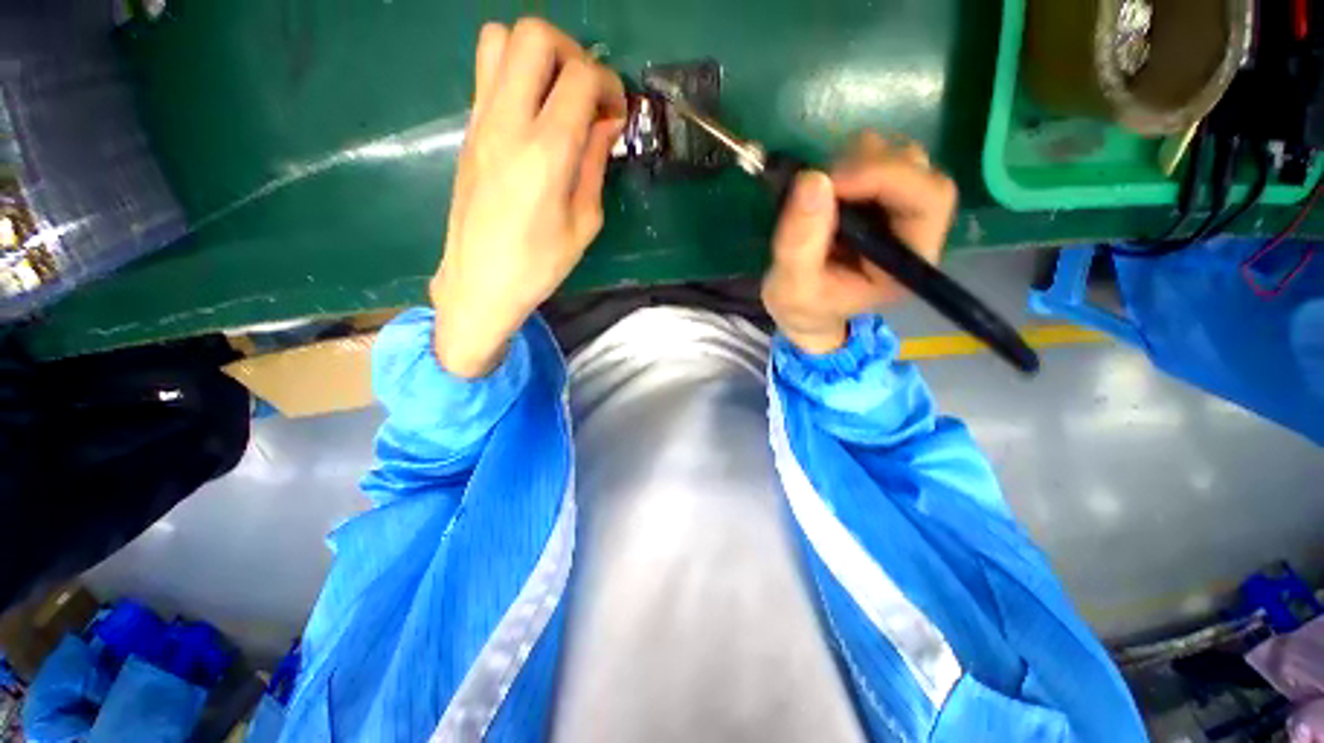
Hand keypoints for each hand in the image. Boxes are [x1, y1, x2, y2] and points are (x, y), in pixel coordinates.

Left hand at [429, 19, 625, 377]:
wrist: (480, 282)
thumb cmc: (539, 264)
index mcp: (545, 152)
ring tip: (557, 97)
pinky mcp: (468, 131)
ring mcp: (480, 121)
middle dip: (573, 53)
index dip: (609, 85)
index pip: (580, 77)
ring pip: (500, 40)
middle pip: (534, 35)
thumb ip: (595, 164)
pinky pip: (488, 74)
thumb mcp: (584, 223)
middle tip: (587, 95)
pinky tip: (535, 118)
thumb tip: (606, 124)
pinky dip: (517, 76)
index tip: (617, 114)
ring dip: (537, 56)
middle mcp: (507, 122)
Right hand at [761, 131, 956, 354]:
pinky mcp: (879, 198)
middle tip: (818, 184)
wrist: (804, 309)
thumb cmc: (803, 306)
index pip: (927, 200)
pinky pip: (874, 159)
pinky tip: (821, 192)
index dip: (886, 177)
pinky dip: (844, 163)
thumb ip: (799, 244)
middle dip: (867, 167)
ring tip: (816, 194)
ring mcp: (898, 210)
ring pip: (897, 157)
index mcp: (907, 262)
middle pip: (918, 170)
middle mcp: (915, 230)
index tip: (832, 181)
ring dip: (853, 162)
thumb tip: (813, 180)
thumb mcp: (792, 287)